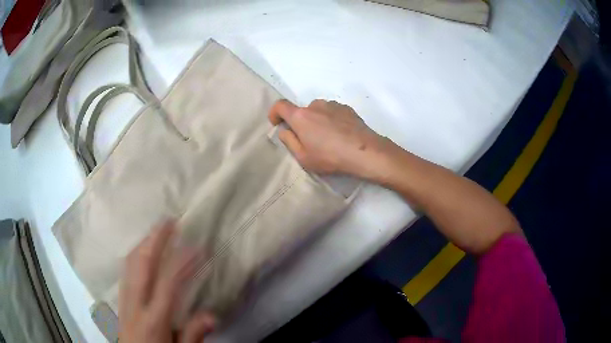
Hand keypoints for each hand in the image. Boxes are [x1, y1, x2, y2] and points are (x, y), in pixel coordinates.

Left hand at [119, 222, 215, 342]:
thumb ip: (194, 334)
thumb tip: (212, 314)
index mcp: (153, 320)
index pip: (167, 284)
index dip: (182, 262)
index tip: (197, 246)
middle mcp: (135, 305)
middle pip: (142, 265)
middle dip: (155, 240)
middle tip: (169, 221)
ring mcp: (124, 300)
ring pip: (130, 264)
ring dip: (144, 243)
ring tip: (157, 230)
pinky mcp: (119, 301)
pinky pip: (125, 271)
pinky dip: (134, 255)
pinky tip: (141, 251)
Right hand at [268, 99, 388, 177]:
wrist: (364, 152)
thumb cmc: (330, 157)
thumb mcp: (303, 157)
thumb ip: (289, 141)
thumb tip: (284, 130)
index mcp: (301, 116)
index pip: (280, 106)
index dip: (274, 113)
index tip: (276, 123)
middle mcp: (315, 105)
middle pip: (301, 111)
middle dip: (301, 123)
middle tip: (309, 140)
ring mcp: (332, 105)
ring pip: (318, 111)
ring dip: (317, 121)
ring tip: (328, 139)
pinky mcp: (347, 108)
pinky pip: (332, 112)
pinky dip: (331, 120)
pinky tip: (340, 135)